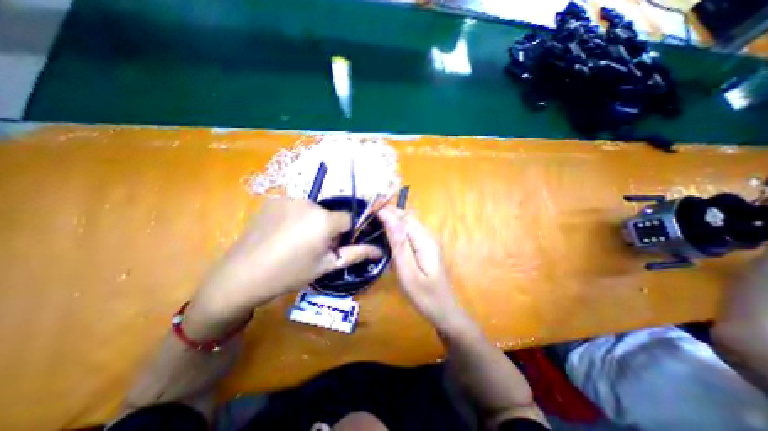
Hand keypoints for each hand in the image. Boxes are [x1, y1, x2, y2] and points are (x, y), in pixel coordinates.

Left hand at [189, 198, 379, 329]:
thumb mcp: (326, 266)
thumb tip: (380, 251)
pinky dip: (295, 217)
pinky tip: (280, 233)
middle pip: (329, 214)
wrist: (242, 275)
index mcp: (324, 220)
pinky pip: (295, 206)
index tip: (332, 247)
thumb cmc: (290, 273)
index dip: (343, 234)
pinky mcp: (273, 200)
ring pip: (312, 210)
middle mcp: (309, 203)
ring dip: (311, 222)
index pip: (348, 219)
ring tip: (294, 242)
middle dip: (327, 229)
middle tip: (311, 249)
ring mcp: (289, 199)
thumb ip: (356, 254)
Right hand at [377, 207, 467, 330]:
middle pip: (408, 216)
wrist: (443, 310)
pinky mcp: (426, 247)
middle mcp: (428, 235)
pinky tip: (388, 231)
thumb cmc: (424, 295)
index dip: (387, 210)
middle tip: (369, 214)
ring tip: (375, 219)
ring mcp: (428, 241)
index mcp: (424, 240)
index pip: (404, 217)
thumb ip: (399, 244)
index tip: (369, 209)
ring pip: (409, 222)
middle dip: (389, 212)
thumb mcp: (408, 272)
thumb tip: (389, 218)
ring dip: (393, 218)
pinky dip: (398, 227)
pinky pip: (410, 230)